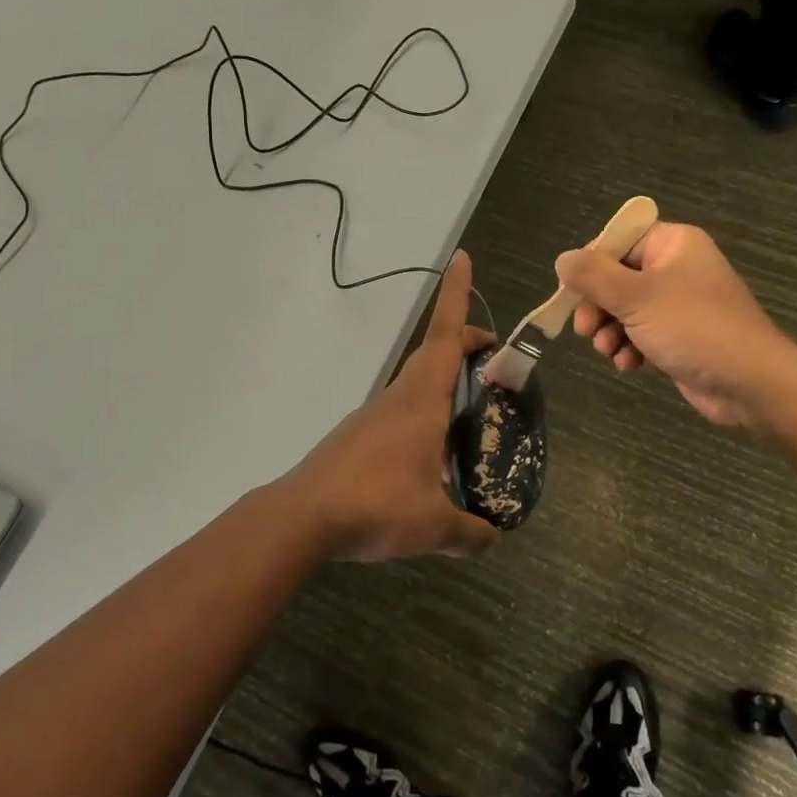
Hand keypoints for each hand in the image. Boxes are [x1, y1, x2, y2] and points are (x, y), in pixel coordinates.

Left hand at [279, 251, 501, 561]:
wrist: (303, 517)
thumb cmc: (376, 505)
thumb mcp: (434, 526)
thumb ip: (469, 533)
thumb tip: (493, 539)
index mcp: (421, 401)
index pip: (445, 336)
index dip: (456, 294)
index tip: (461, 257)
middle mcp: (397, 398)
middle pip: (432, 356)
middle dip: (463, 346)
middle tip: (493, 361)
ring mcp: (373, 416)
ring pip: (415, 386)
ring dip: (442, 385)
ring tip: (470, 417)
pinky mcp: (357, 438)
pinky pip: (399, 414)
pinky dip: (422, 417)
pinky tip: (429, 459)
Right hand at [557, 223, 796, 429]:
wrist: (749, 382)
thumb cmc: (692, 327)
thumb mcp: (634, 296)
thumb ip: (593, 276)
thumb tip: (563, 260)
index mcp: (672, 244)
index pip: (618, 241)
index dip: (590, 265)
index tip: (571, 292)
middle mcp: (676, 267)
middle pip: (617, 277)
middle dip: (597, 306)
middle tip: (584, 329)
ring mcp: (680, 303)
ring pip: (626, 309)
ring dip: (610, 331)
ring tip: (608, 351)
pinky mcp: (681, 335)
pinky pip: (642, 333)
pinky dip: (630, 347)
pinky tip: (629, 365)